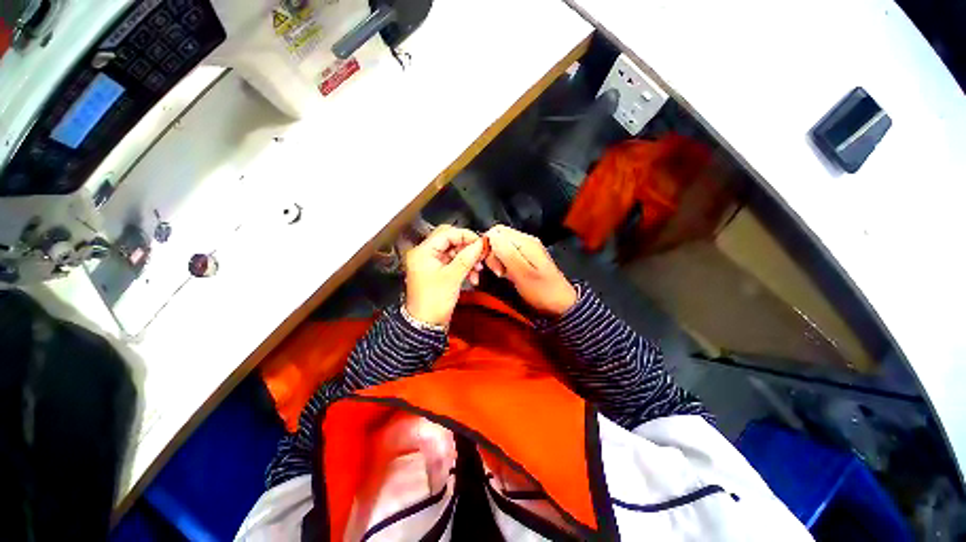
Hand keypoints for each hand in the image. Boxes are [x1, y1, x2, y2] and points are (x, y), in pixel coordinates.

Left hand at [404, 224, 486, 326]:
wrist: (426, 324)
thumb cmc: (433, 302)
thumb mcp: (453, 277)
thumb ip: (467, 257)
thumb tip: (480, 244)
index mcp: (423, 252)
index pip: (447, 233)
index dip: (465, 236)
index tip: (480, 243)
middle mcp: (425, 254)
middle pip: (451, 241)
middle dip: (467, 248)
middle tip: (480, 255)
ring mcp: (431, 263)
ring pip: (454, 252)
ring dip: (468, 259)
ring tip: (478, 268)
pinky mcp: (438, 272)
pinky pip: (453, 263)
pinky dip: (464, 267)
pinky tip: (472, 276)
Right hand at [483, 225, 576, 316]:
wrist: (561, 303)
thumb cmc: (541, 290)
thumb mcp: (522, 273)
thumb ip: (506, 253)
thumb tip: (490, 235)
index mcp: (525, 241)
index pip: (496, 231)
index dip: (487, 245)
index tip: (488, 263)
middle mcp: (525, 241)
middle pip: (498, 238)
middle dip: (492, 254)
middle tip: (499, 272)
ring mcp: (526, 249)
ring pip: (501, 247)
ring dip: (497, 260)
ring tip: (503, 275)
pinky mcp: (526, 258)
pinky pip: (508, 255)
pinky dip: (503, 264)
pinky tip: (507, 275)